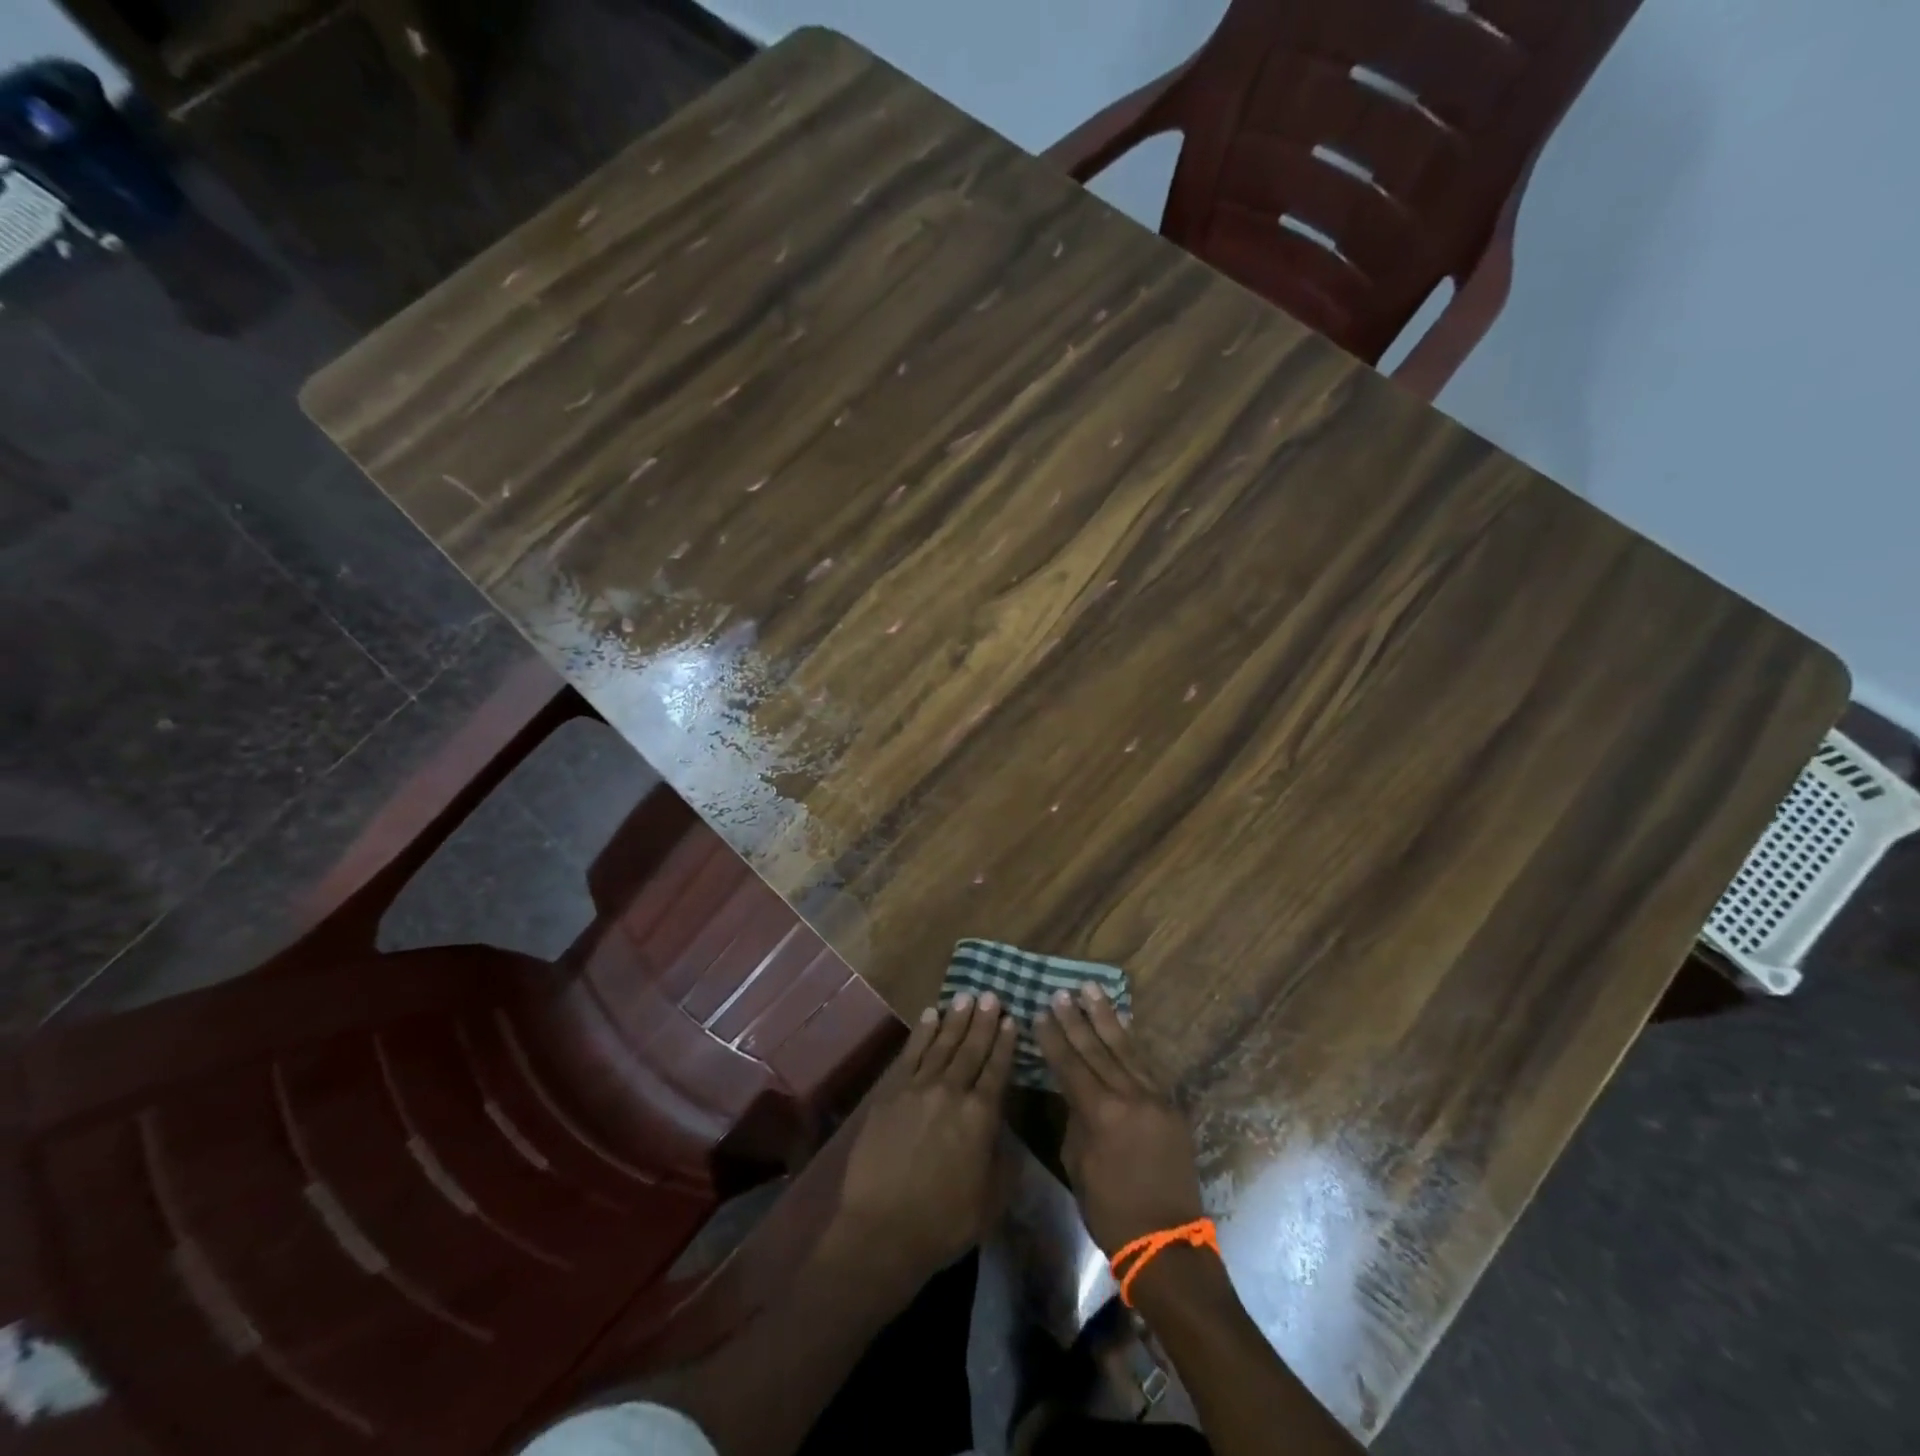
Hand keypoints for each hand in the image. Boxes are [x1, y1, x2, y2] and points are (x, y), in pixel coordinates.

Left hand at [837, 993, 1016, 1285]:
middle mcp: (951, 1092)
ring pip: (941, 1045)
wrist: (883, 1230)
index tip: (1012, 1019)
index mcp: (980, 1116)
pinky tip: (930, 1015)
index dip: (1005, 1043)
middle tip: (992, 994)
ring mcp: (917, 1089)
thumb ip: (1005, 1161)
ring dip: (956, 1019)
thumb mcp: (992, 1200)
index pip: (997, 1070)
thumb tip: (1007, 1133)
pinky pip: (910, 1054)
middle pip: (971, 1049)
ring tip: (966, 996)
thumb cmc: (945, 1222)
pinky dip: (922, 1032)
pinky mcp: (890, 1093)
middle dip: (984, 1021)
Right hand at [1035, 984, 1205, 1255]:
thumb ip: (1076, 1120)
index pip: (1071, 1065)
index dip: (1054, 1038)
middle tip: (1062, 992)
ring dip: (1106, 1017)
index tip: (1041, 1012)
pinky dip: (1131, 1041)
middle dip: (1076, 1019)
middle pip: (1097, 1049)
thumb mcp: (1078, 1165)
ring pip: (1125, 1048)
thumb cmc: (1110, 1211)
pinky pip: (1147, 1065)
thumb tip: (1076, 1094)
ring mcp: (1155, 1098)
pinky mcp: (1171, 1106)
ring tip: (1091, 989)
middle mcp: (1129, 1097)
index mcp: (1101, 1113)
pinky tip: (1123, 1023)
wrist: (1167, 1243)